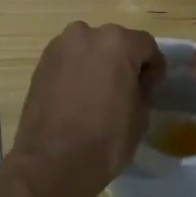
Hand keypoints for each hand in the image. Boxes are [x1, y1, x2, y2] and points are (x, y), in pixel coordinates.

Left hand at [7, 23, 163, 196]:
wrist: (52, 162)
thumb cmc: (105, 139)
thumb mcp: (140, 115)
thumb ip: (144, 87)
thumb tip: (140, 79)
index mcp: (116, 42)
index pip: (146, 45)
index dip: (154, 67)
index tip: (154, 87)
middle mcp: (86, 34)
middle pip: (115, 43)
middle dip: (124, 62)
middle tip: (128, 90)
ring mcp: (60, 47)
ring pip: (89, 49)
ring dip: (98, 64)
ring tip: (100, 94)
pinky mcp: (41, 63)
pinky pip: (69, 61)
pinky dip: (77, 72)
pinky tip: (79, 97)